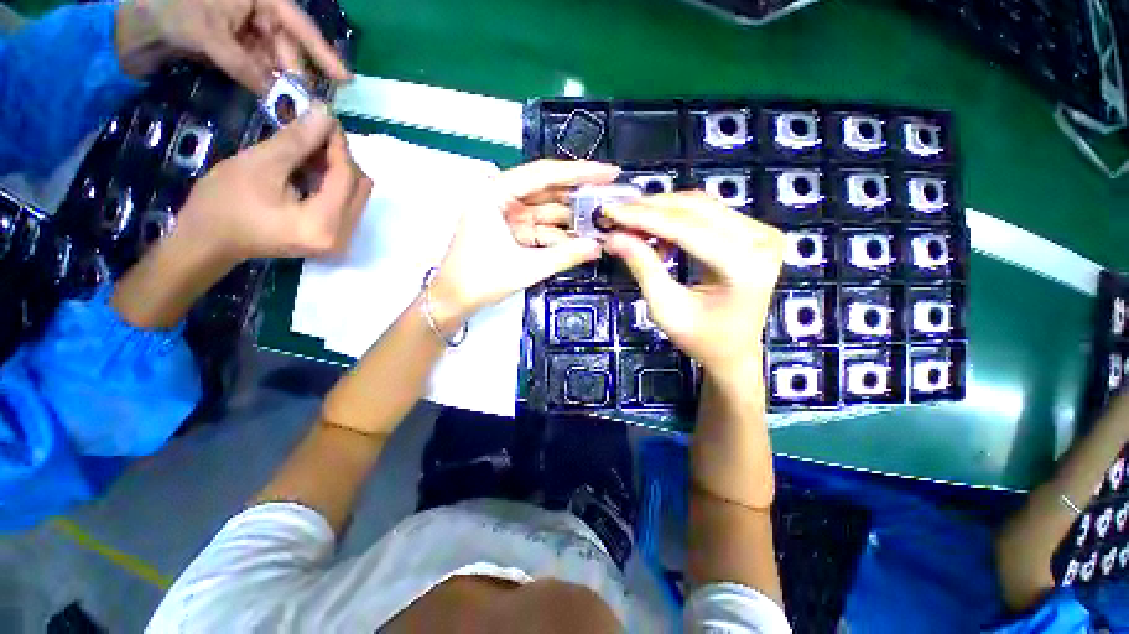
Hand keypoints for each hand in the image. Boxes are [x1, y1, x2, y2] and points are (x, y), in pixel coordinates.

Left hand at [115, 0, 349, 92]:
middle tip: (310, 105)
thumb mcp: (211, 35)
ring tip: (293, 108)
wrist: (129, 23)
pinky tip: (271, 100)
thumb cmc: (172, 10)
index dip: (322, 53)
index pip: (298, 25)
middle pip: (285, 46)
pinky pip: (253, 68)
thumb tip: (276, 96)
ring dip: (280, 83)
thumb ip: (246, 66)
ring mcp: (241, 31)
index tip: (345, 80)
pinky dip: (261, 84)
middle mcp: (254, 13)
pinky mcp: (229, 48)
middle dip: (296, 74)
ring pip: (271, 60)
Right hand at [172, 103, 370, 269]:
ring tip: (307, 150)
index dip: (339, 145)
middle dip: (339, 157)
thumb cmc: (225, 203)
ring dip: (336, 169)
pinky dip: (331, 184)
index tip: (326, 116)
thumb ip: (298, 140)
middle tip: (314, 133)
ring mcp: (339, 241)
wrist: (208, 242)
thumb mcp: (261, 164)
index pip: (347, 177)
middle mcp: (342, 237)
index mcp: (325, 225)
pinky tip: (309, 169)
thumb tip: (326, 112)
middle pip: (359, 187)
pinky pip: (344, 204)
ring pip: (354, 195)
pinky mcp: (331, 238)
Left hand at [426, 160, 619, 331]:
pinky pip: (540, 227)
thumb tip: (598, 247)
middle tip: (611, 196)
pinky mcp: (511, 230)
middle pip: (547, 190)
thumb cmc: (481, 280)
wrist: (455, 300)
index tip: (608, 172)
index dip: (579, 172)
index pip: (543, 175)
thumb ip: (565, 256)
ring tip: (602, 220)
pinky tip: (580, 239)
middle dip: (579, 196)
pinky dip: (559, 234)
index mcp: (495, 193)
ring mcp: (506, 214)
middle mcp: (501, 197)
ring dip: (571, 218)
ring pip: (546, 210)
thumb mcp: (526, 267)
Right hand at [601, 193, 783, 375]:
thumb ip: (643, 267)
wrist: (734, 350)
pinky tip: (655, 231)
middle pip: (695, 209)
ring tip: (629, 221)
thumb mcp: (665, 308)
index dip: (643, 217)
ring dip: (660, 210)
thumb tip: (614, 236)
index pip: (686, 228)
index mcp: (744, 266)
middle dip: (649, 209)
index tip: (609, 211)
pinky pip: (708, 213)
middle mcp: (762, 241)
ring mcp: (762, 232)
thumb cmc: (700, 338)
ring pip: (700, 205)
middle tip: (614, 213)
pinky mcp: (755, 231)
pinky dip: (676, 217)